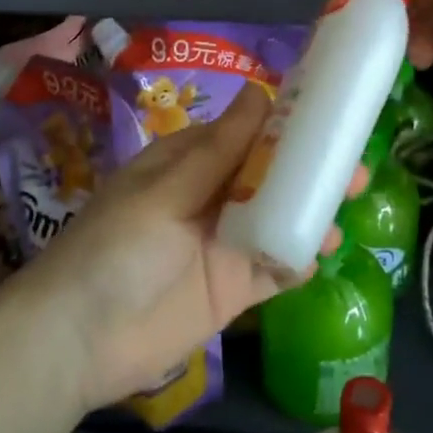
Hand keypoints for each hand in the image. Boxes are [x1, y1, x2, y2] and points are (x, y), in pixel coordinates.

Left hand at [21, 88, 333, 414]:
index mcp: (188, 163)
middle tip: (353, 168)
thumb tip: (260, 91)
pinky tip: (323, 251)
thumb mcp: (165, 192)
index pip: (245, 134)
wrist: (79, 342)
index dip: (285, 124)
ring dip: (313, 211)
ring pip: (280, 218)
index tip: (331, 115)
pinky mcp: (234, 289)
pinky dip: (299, 256)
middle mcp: (211, 197)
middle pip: (270, 176)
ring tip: (348, 207)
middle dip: (311, 170)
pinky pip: (275, 266)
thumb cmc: (116, 248)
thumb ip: (219, 150)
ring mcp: (224, 244)